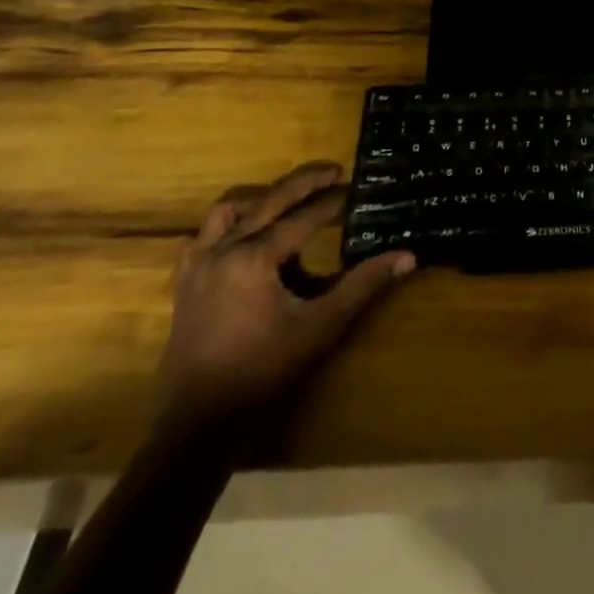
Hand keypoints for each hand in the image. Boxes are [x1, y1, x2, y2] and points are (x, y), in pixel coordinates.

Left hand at [159, 163, 413, 428]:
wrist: (198, 421)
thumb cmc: (264, 371)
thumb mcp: (321, 326)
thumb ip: (363, 285)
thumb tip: (407, 256)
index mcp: (255, 257)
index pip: (304, 217)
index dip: (333, 202)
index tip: (357, 190)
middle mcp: (224, 249)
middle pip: (268, 201)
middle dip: (303, 183)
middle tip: (333, 172)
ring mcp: (198, 264)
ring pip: (228, 211)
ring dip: (261, 199)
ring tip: (288, 199)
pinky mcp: (185, 282)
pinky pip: (203, 236)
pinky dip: (227, 225)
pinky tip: (242, 233)